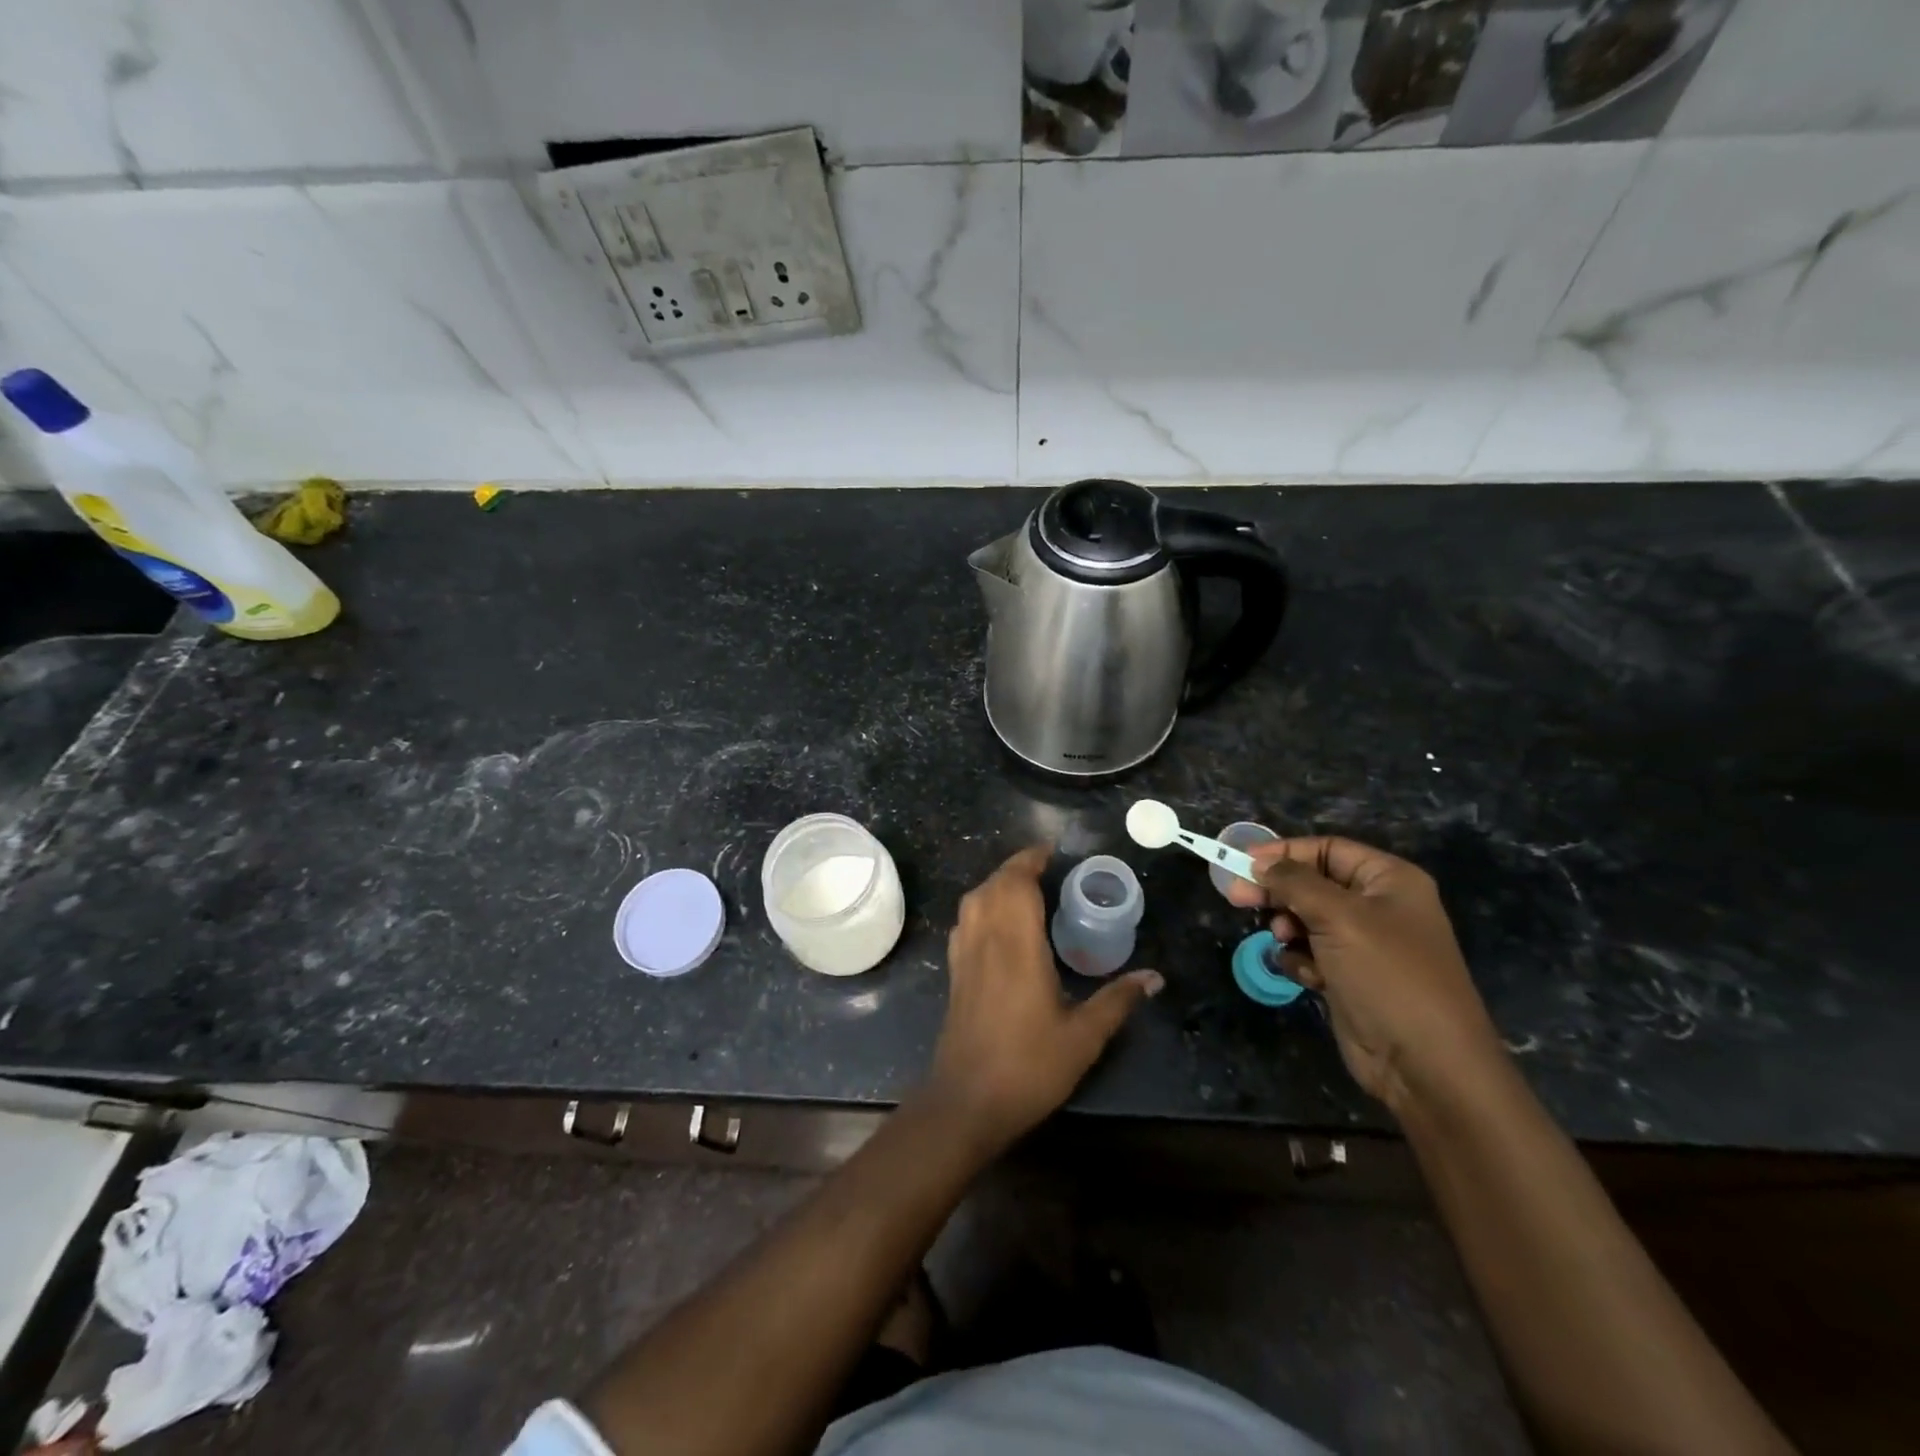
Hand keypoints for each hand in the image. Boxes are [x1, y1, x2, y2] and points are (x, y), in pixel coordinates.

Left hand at [926, 844, 1161, 1152]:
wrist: (967, 1102)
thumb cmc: (1028, 1066)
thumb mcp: (1083, 1037)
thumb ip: (1117, 1000)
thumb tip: (1155, 976)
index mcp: (1016, 945)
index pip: (1016, 883)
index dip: (1031, 860)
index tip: (1053, 852)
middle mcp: (985, 940)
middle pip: (993, 885)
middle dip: (1016, 868)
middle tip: (1047, 869)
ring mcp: (964, 956)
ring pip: (973, 900)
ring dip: (996, 884)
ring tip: (1025, 889)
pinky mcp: (954, 973)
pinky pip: (965, 922)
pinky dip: (981, 907)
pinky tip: (998, 924)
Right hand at [1226, 837, 1505, 1115]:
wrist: (1425, 1064)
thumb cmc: (1387, 975)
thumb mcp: (1339, 917)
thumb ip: (1295, 883)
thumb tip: (1259, 862)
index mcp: (1390, 881)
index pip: (1328, 849)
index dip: (1285, 852)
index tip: (1244, 862)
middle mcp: (1379, 907)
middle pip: (1312, 883)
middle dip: (1277, 891)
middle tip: (1236, 897)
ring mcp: (1365, 944)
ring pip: (1307, 918)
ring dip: (1288, 927)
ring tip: (1283, 940)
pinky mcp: (1350, 976)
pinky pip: (1311, 952)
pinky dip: (1300, 959)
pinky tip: (1305, 975)